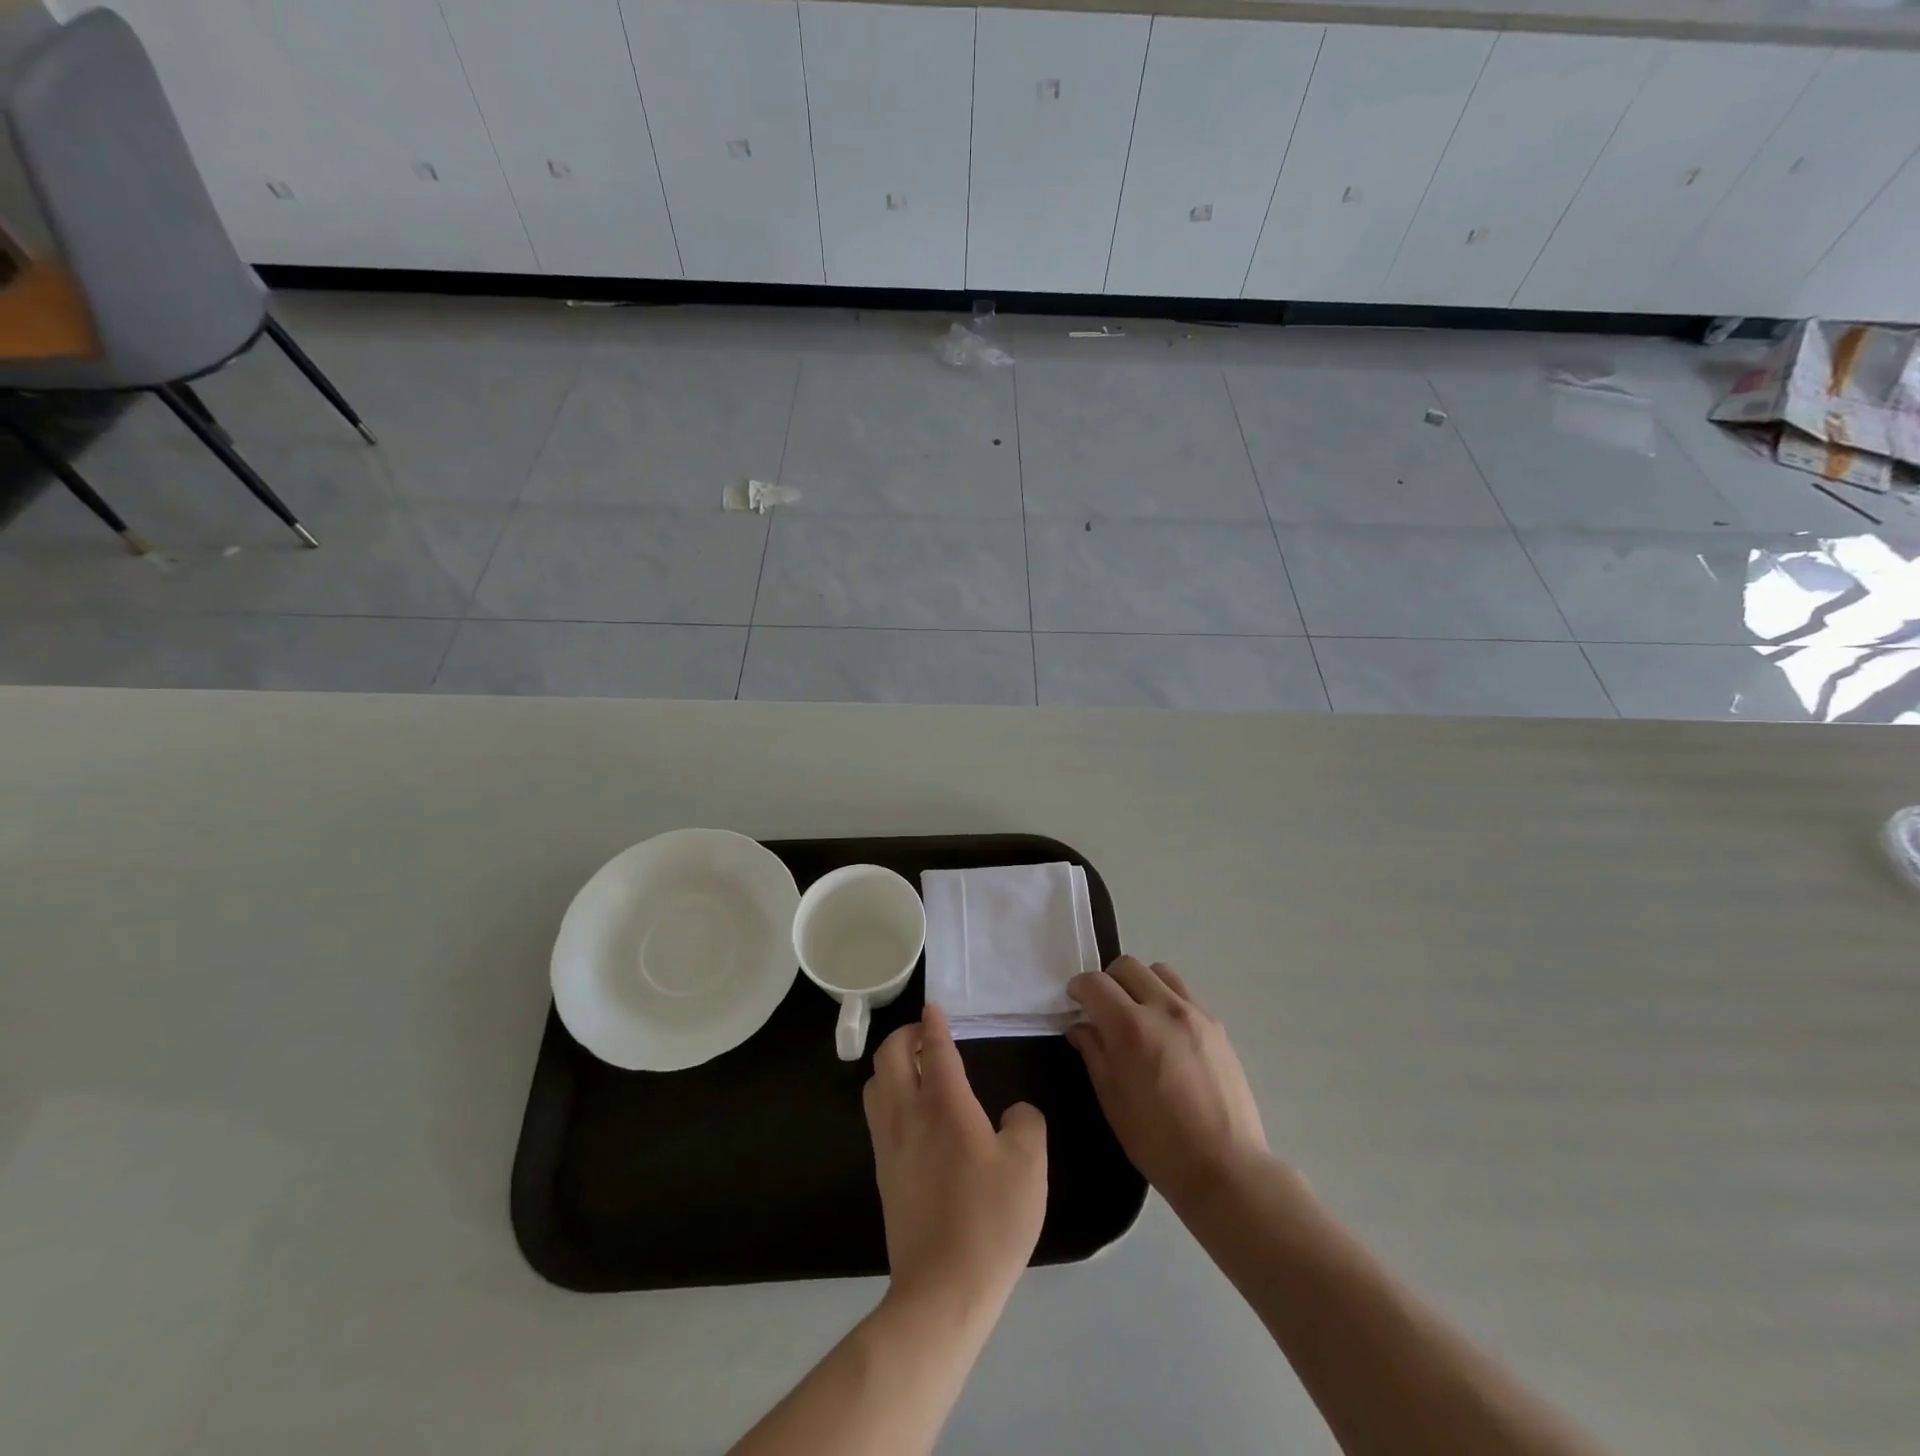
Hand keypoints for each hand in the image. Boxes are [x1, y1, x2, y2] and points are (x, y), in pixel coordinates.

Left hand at [864, 1005, 1047, 1319]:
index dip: (934, 1024)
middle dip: (903, 1035)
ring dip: (890, 1064)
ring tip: (914, 1067)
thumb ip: (1026, 1124)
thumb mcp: (1029, 1165)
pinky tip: (911, 1112)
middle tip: (924, 1034)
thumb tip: (1013, 1112)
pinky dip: (888, 1095)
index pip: (933, 1048)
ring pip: (874, 1084)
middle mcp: (908, 1114)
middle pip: (889, 1056)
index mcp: (944, 1103)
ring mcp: (888, 1145)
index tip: (934, 1008)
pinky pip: (876, 1115)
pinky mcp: (883, 1173)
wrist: (943, 1289)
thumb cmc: (991, 1220)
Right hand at [1067, 957, 1268, 1209]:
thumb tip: (1081, 1027)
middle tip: (1102, 1007)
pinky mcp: (1216, 1025)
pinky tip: (1165, 1031)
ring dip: (1139, 984)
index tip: (1075, 1001)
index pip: (1095, 983)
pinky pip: (1184, 993)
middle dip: (1108, 980)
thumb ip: (1094, 1053)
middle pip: (1127, 966)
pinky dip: (1166, 998)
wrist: (1225, 1168)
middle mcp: (1163, 1008)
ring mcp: (1194, 1013)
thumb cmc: (1158, 1142)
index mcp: (1130, 1028)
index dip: (1078, 988)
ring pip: (1159, 972)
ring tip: (1137, 1014)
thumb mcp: (1112, 1100)